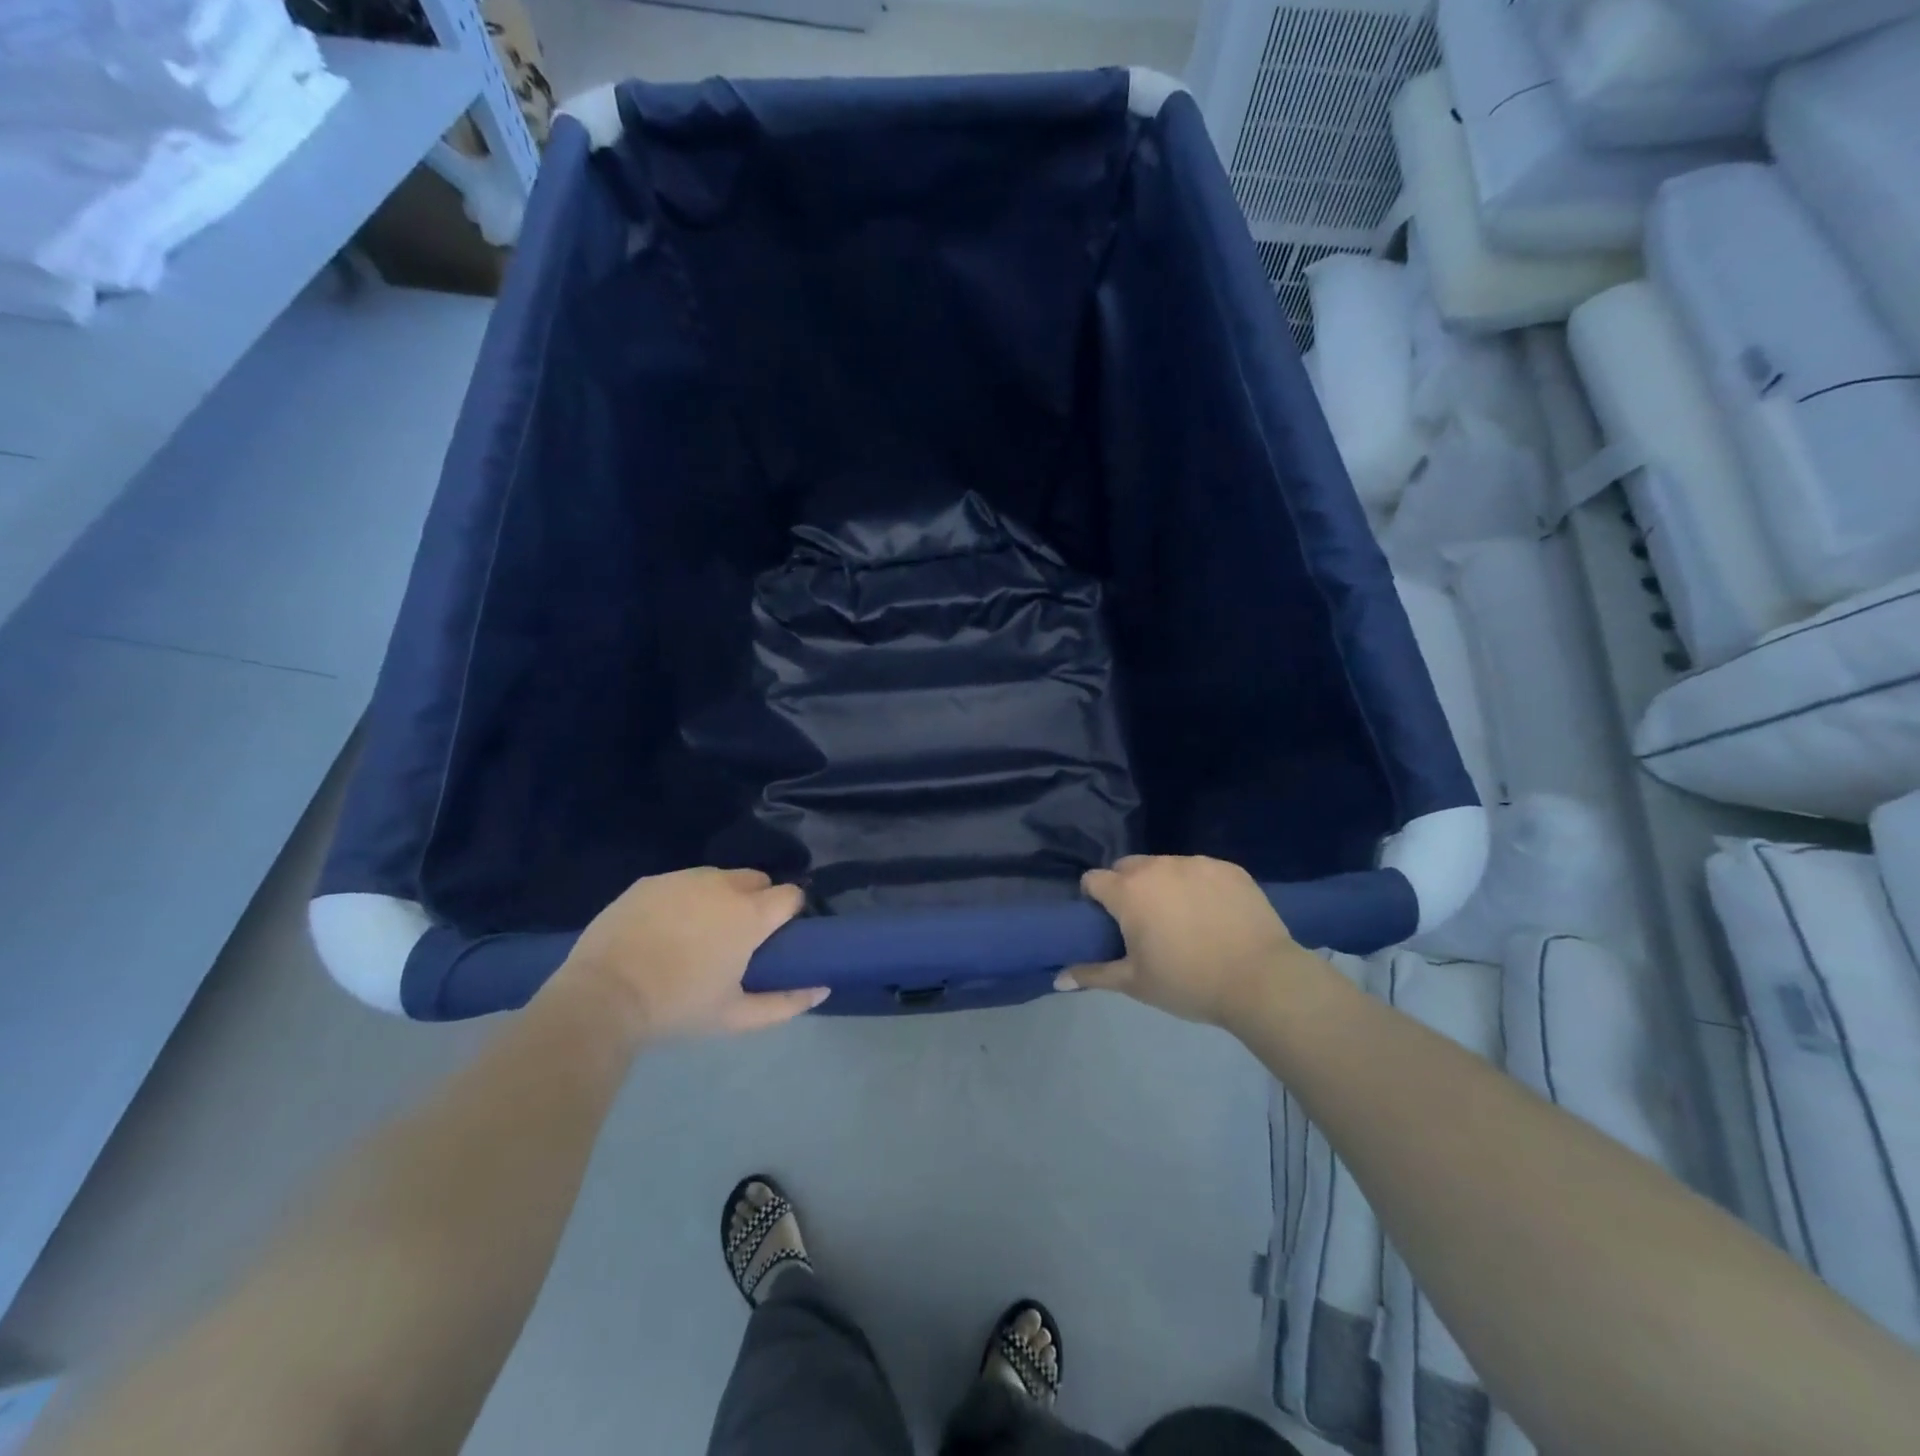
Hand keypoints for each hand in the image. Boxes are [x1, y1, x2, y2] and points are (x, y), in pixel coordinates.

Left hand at [558, 868, 825, 1041]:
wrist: (602, 998)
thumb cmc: (678, 1007)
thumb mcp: (736, 1017)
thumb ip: (787, 1003)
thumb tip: (822, 988)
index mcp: (750, 914)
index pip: (791, 894)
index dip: (790, 913)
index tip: (777, 936)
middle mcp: (723, 885)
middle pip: (758, 880)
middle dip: (758, 901)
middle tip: (739, 937)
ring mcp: (684, 878)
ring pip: (720, 878)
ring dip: (722, 897)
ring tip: (700, 932)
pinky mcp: (651, 881)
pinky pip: (682, 882)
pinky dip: (685, 899)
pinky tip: (666, 928)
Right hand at [1058, 855, 1305, 1027]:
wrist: (1261, 980)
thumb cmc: (1188, 982)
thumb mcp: (1135, 983)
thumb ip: (1093, 974)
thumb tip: (1057, 979)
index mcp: (1129, 891)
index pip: (1094, 879)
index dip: (1094, 898)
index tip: (1106, 921)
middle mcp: (1158, 867)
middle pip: (1128, 867)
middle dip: (1128, 887)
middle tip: (1144, 922)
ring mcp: (1196, 863)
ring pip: (1166, 866)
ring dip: (1164, 885)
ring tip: (1183, 918)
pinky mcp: (1229, 868)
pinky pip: (1201, 870)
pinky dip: (1199, 886)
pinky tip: (1214, 914)